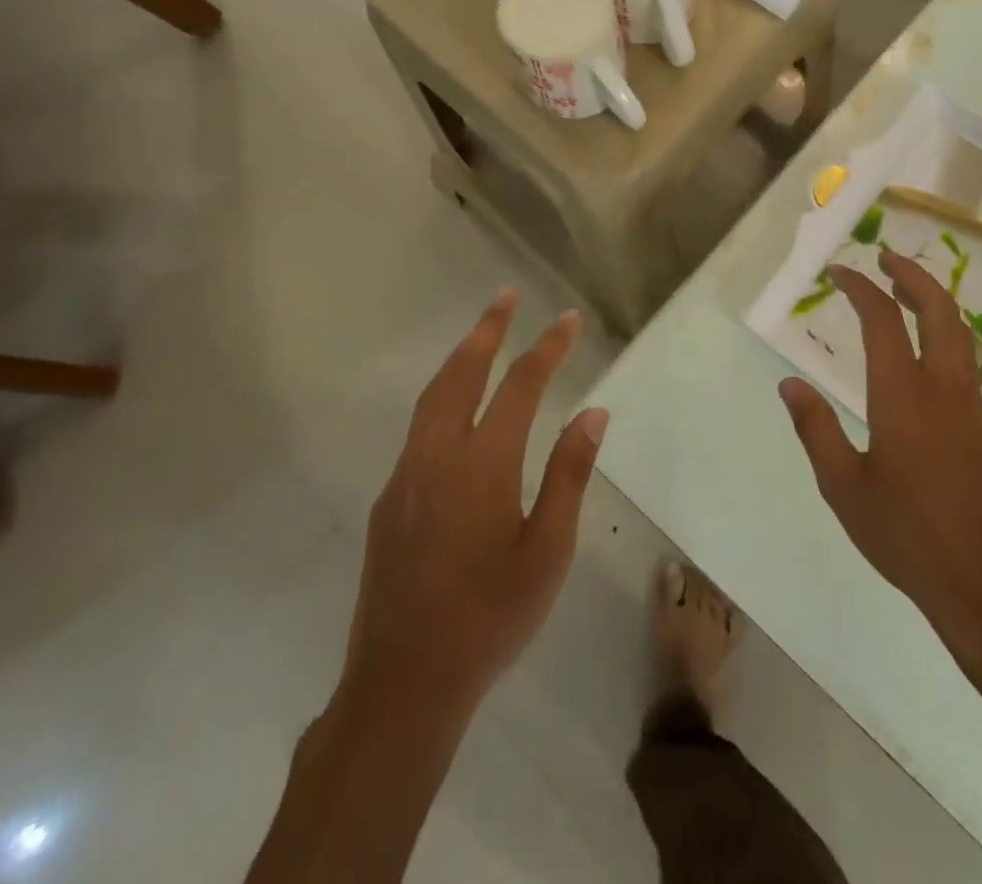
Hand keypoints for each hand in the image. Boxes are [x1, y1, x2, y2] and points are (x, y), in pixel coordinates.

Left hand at [337, 292, 609, 730]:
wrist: (403, 684)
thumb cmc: (490, 618)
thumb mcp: (548, 551)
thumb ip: (568, 475)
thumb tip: (592, 413)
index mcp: (482, 464)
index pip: (520, 385)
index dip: (547, 348)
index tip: (567, 320)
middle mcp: (438, 455)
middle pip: (462, 373)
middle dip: (487, 330)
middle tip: (506, 297)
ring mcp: (406, 476)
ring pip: (432, 396)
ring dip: (460, 358)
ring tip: (481, 335)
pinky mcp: (389, 500)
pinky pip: (419, 428)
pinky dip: (442, 396)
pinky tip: (456, 410)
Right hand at [779, 252, 981, 668]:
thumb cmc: (907, 536)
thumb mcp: (844, 488)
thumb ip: (815, 429)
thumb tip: (789, 383)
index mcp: (903, 395)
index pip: (883, 319)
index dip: (860, 286)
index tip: (839, 271)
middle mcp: (944, 389)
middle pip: (939, 310)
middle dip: (913, 276)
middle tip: (886, 258)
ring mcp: (973, 408)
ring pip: (960, 335)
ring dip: (933, 303)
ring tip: (904, 295)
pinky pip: (966, 366)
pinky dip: (944, 339)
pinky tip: (924, 359)